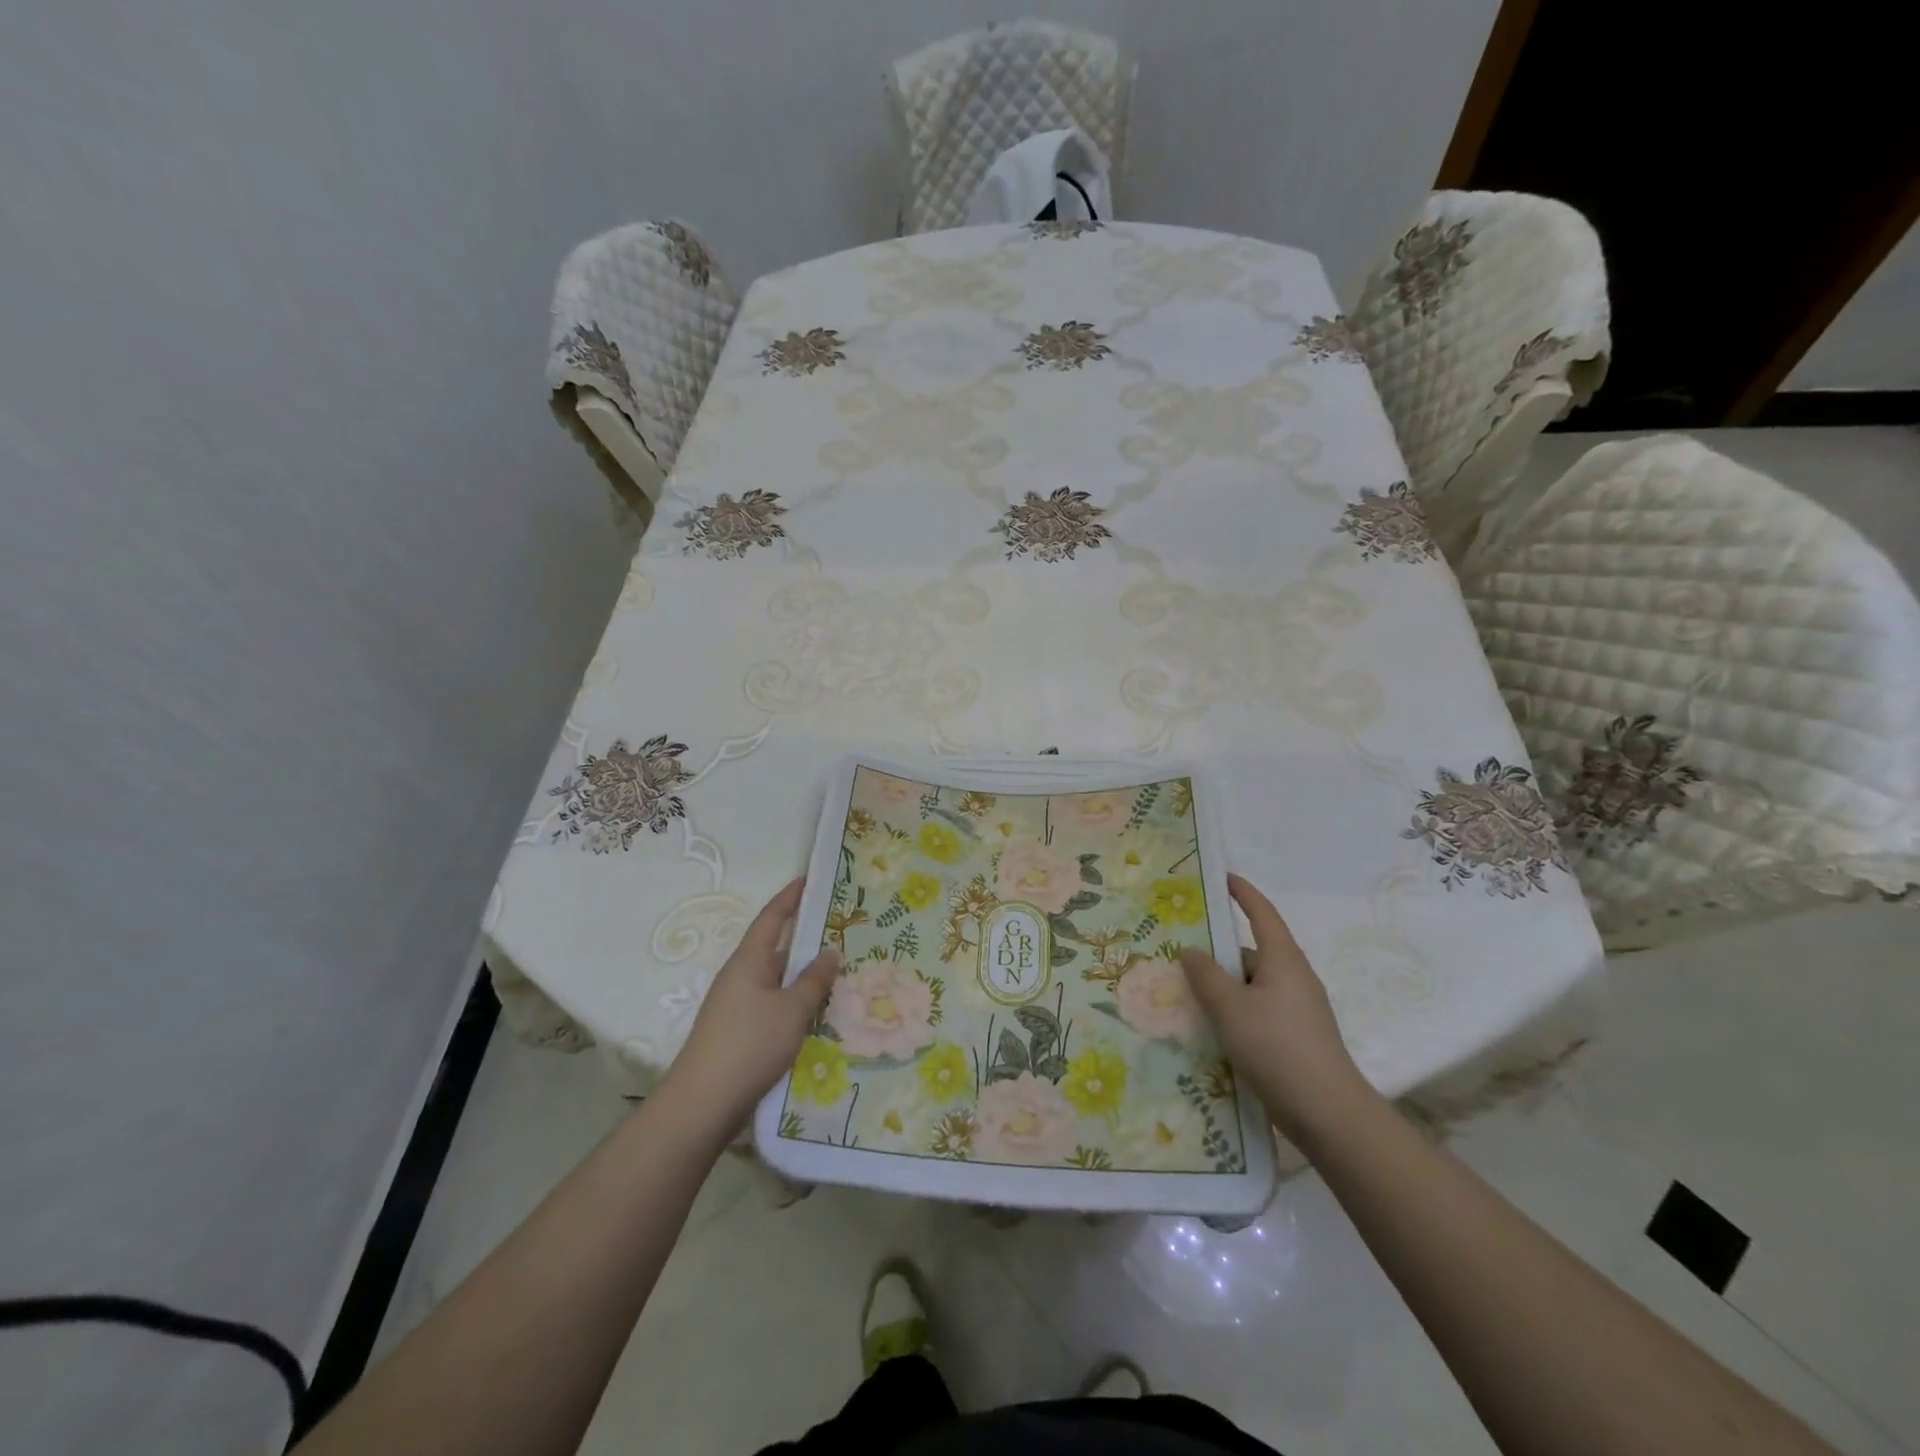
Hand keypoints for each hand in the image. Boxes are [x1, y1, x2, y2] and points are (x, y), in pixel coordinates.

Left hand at [660, 878, 840, 1133]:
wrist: (702, 1104)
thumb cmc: (750, 1045)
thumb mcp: (792, 1010)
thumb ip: (814, 979)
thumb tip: (830, 951)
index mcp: (749, 960)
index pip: (772, 917)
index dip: (790, 897)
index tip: (808, 879)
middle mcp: (739, 976)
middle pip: (774, 947)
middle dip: (803, 937)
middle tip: (838, 928)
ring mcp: (736, 1005)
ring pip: (775, 978)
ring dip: (801, 973)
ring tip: (836, 971)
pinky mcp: (737, 1031)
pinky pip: (772, 1002)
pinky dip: (794, 999)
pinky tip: (814, 1011)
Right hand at [1181, 874, 1371, 1142]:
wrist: (1329, 1114)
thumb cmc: (1277, 1047)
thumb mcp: (1230, 1008)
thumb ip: (1206, 975)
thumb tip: (1191, 950)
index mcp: (1283, 959)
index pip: (1262, 913)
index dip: (1242, 892)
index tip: (1222, 877)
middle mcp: (1294, 977)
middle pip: (1252, 952)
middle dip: (1219, 951)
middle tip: (1181, 952)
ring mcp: (1299, 1009)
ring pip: (1253, 984)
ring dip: (1224, 986)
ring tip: (1187, 995)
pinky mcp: (1297, 1036)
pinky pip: (1259, 1009)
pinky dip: (1235, 1010)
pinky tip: (1213, 1029)